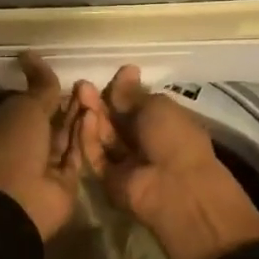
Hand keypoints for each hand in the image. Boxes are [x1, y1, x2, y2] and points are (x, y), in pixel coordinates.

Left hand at [0, 53, 103, 241]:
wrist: (20, 200)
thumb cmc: (15, 146)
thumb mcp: (26, 108)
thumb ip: (39, 86)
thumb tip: (30, 54)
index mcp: (9, 124)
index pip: (31, 102)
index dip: (46, 88)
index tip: (66, 72)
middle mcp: (28, 142)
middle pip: (52, 118)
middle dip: (68, 101)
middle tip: (88, 82)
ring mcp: (48, 162)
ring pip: (66, 133)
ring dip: (79, 115)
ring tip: (96, 94)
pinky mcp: (67, 178)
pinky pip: (77, 151)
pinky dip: (85, 135)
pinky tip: (96, 116)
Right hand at [85, 66, 258, 258]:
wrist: (177, 187)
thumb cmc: (176, 139)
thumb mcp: (158, 106)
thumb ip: (133, 94)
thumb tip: (126, 71)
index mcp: (163, 124)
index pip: (135, 105)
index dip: (122, 90)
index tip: (112, 75)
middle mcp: (143, 142)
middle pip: (115, 120)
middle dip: (101, 101)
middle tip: (84, 84)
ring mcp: (125, 162)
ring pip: (102, 136)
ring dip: (92, 115)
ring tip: (81, 93)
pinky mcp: (108, 178)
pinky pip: (96, 155)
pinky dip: (89, 137)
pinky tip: (85, 117)